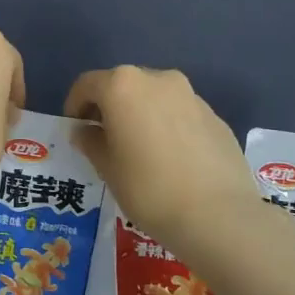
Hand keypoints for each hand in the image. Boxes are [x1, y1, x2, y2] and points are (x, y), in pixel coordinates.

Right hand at [64, 66, 258, 247]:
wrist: (219, 215)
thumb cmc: (149, 189)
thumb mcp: (107, 168)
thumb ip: (91, 142)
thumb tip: (86, 131)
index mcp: (123, 86)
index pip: (87, 84)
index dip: (75, 105)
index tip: (76, 129)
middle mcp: (158, 79)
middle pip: (123, 85)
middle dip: (110, 107)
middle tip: (105, 139)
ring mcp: (191, 95)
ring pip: (154, 97)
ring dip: (141, 115)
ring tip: (140, 151)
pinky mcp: (215, 116)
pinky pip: (180, 113)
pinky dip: (167, 126)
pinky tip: (171, 160)